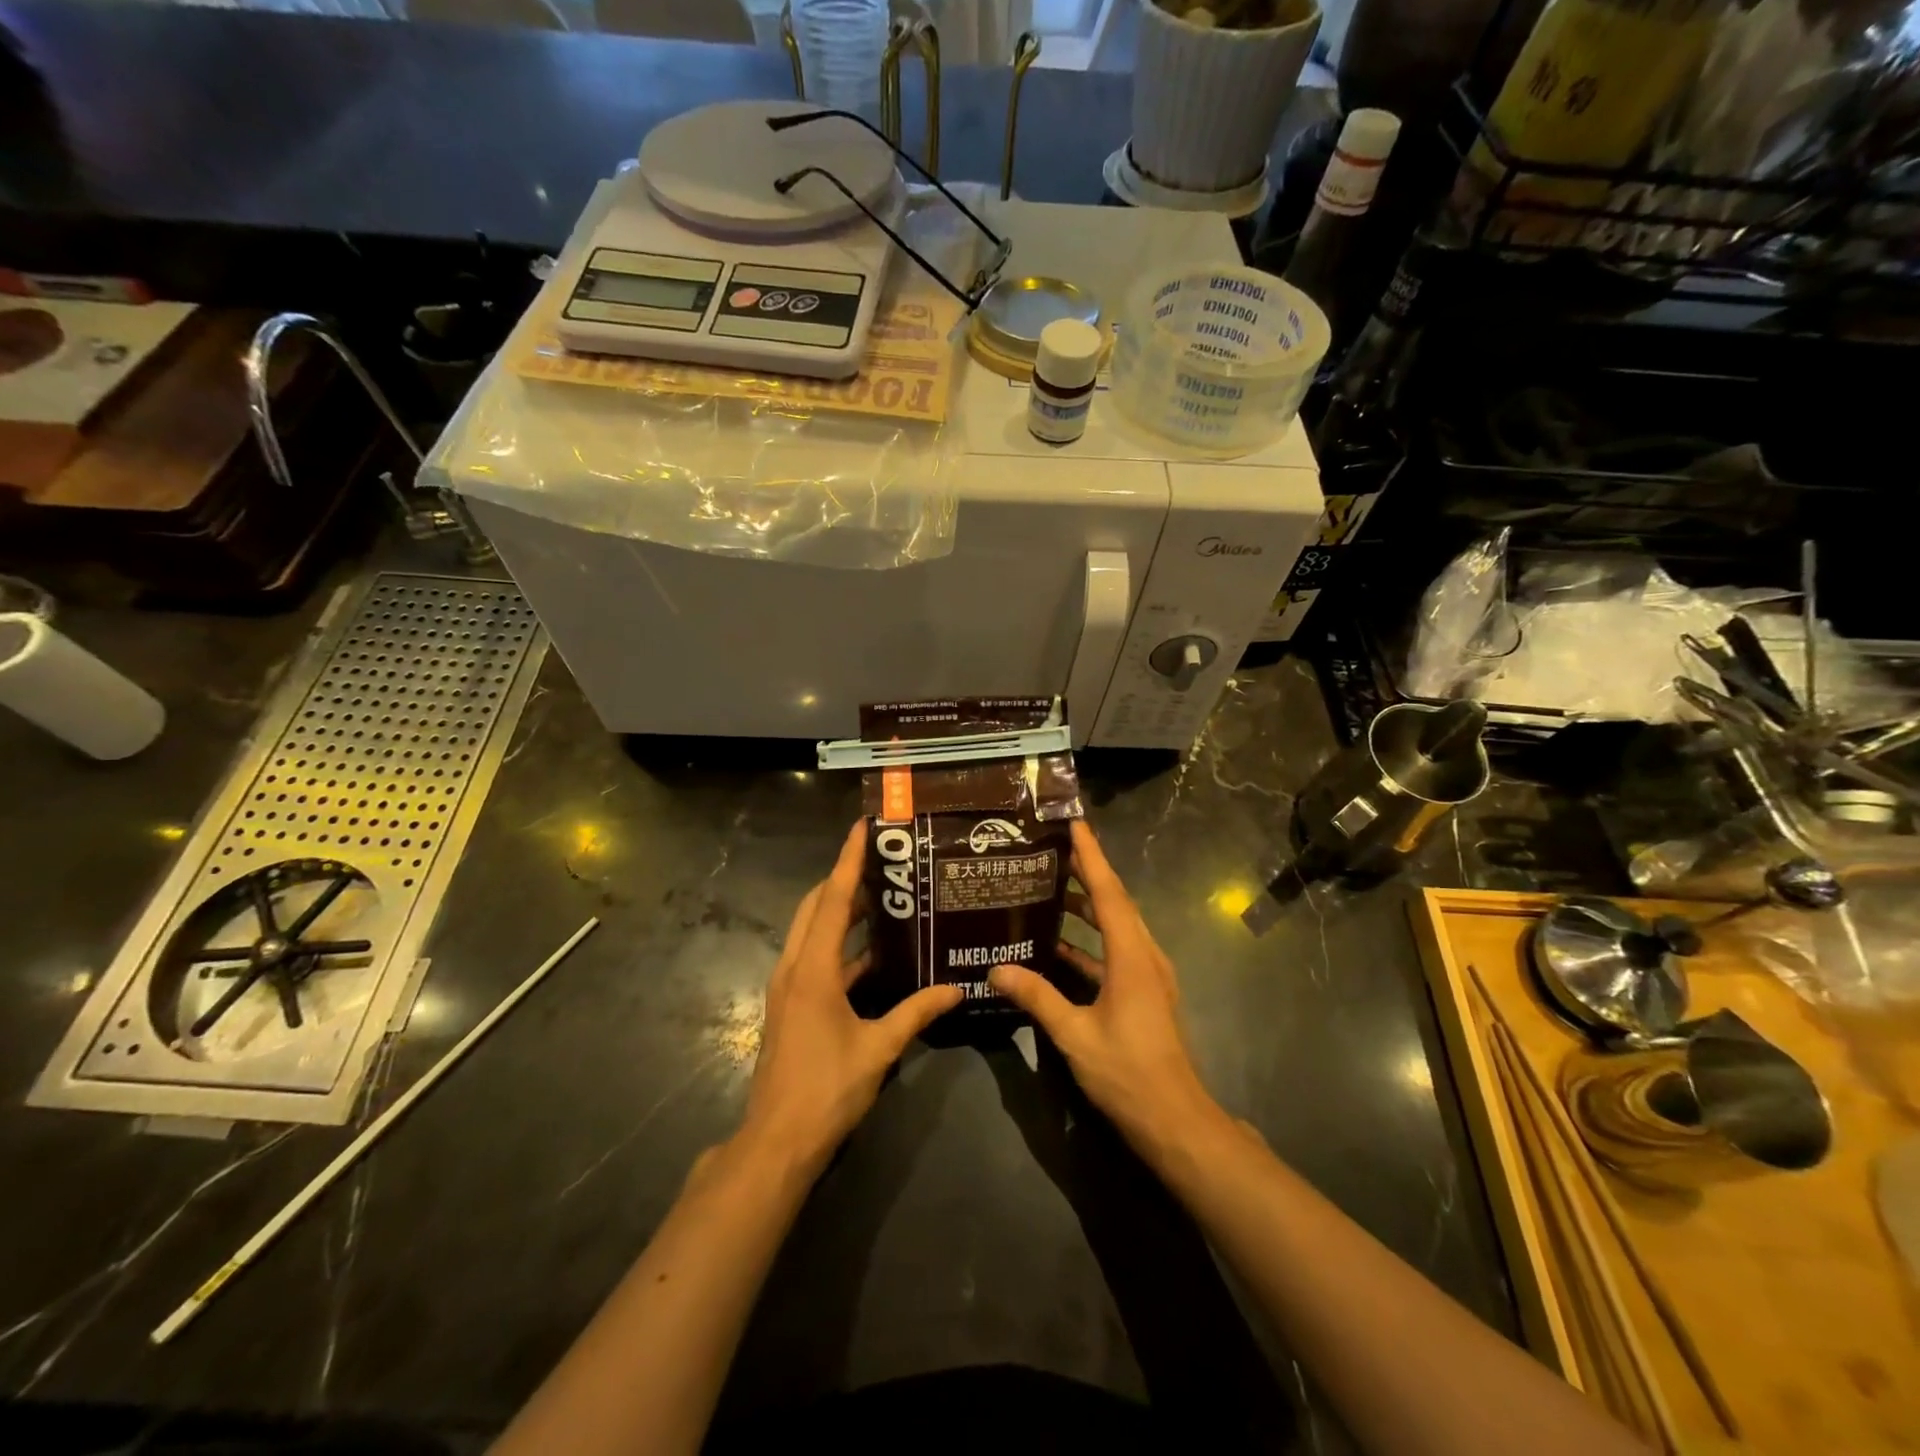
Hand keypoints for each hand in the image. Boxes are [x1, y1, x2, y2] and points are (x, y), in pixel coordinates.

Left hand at [739, 821, 961, 1176]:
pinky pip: (816, 957)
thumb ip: (917, 1013)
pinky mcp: (791, 1004)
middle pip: (816, 906)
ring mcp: (789, 986)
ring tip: (882, 894)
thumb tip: (956, 988)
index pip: (833, 900)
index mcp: (813, 969)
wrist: (777, 1141)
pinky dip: (840, 944)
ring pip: (812, 931)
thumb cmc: (826, 1089)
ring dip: (840, 910)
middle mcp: (795, 967)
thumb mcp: (879, 1048)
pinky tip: (873, 951)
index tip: (862, 828)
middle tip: (880, 858)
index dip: (849, 861)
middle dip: (843, 878)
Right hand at [989, 820, 1226, 1165]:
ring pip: (1115, 927)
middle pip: (1114, 902)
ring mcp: (1147, 976)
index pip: (1108, 892)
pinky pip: (1113, 953)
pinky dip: (1087, 943)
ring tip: (1050, 888)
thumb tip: (996, 968)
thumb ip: (1036, 997)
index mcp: (1132, 956)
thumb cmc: (1128, 1073)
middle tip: (1051, 848)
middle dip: (1087, 872)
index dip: (1091, 856)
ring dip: (1087, 906)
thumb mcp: (1075, 1035)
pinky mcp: (1142, 994)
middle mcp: (1144, 956)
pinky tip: (1056, 947)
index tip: (1074, 823)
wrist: (1175, 1121)